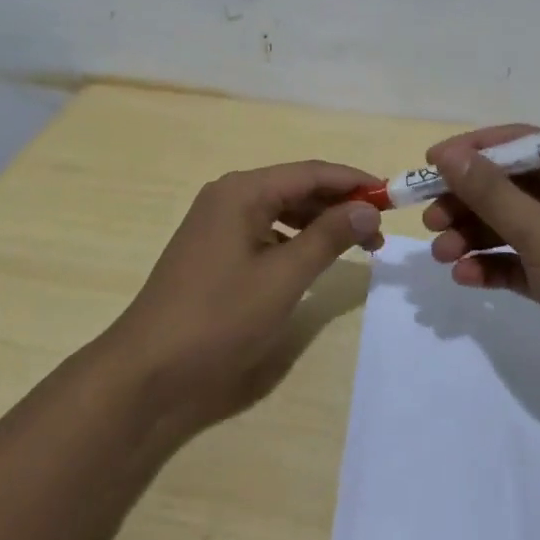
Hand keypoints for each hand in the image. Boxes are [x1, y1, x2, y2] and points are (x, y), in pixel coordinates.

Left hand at [102, 160, 382, 431]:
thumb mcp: (283, 278)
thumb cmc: (219, 317)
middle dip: (339, 204)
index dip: (353, 182)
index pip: (310, 172)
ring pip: (280, 209)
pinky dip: (293, 238)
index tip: (391, 196)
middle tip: (378, 230)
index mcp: (243, 190)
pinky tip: (311, 258)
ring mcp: (216, 221)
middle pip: (295, 187)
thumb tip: (367, 209)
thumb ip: (327, 238)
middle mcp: (228, 195)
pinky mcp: (212, 247)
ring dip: (318, 222)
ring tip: (356, 244)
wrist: (148, 368)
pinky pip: (263, 229)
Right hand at [423, 125, 539, 417]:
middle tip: (428, 219)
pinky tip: (465, 278)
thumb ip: (491, 193)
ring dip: (473, 235)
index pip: (518, 143)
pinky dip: (492, 265)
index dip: (471, 151)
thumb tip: (448, 154)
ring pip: (509, 224)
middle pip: (509, 186)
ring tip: (441, 254)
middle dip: (467, 201)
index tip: (429, 164)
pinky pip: (519, 260)